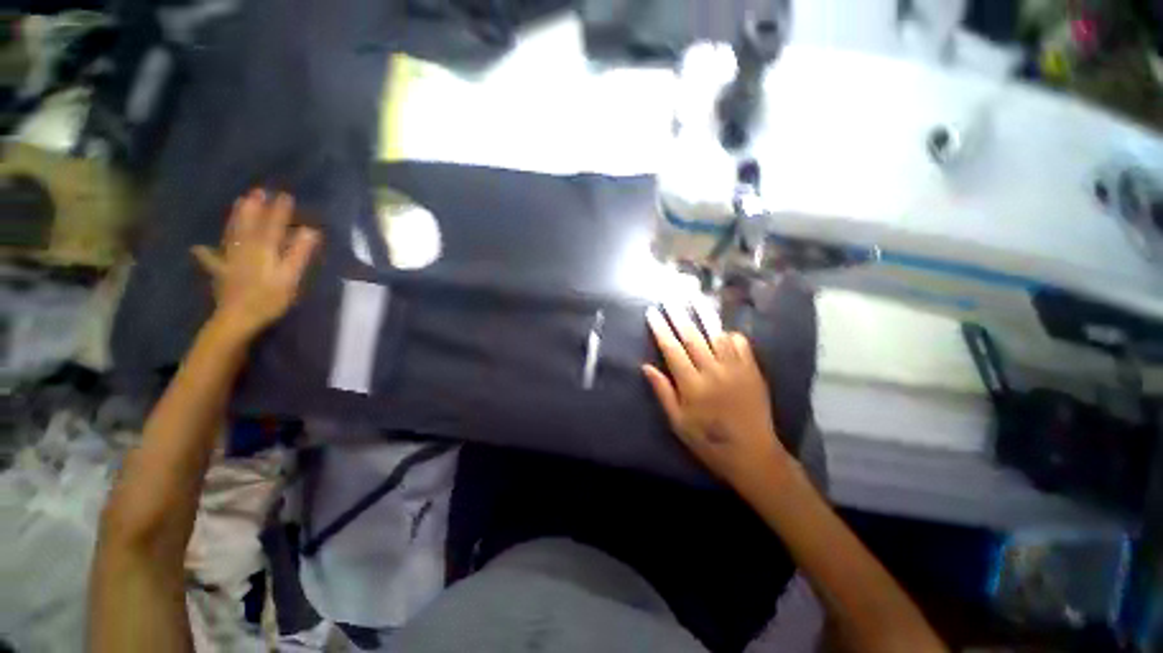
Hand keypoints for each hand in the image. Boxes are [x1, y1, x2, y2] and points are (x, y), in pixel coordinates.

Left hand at [192, 190, 320, 341]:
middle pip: (249, 225)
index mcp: (263, 250)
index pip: (273, 226)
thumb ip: (299, 253)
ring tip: (238, 204)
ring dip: (236, 218)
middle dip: (254, 209)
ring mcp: (230, 260)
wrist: (238, 319)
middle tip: (257, 192)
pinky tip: (199, 248)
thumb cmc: (269, 298)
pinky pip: (212, 260)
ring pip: (232, 234)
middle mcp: (245, 249)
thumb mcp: (290, 276)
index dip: (279, 211)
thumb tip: (310, 231)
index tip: (285, 195)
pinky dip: (206, 253)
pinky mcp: (222, 273)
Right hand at [643, 304, 790, 492]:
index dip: (661, 330)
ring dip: (704, 316)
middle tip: (669, 300)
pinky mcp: (752, 371)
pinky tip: (721, 329)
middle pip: (693, 337)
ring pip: (717, 335)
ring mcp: (736, 369)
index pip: (672, 350)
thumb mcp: (678, 422)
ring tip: (693, 300)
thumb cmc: (708, 441)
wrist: (752, 454)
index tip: (652, 314)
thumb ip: (663, 391)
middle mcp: (713, 371)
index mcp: (692, 385)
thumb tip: (646, 367)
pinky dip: (729, 333)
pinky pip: (741, 343)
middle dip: (678, 316)